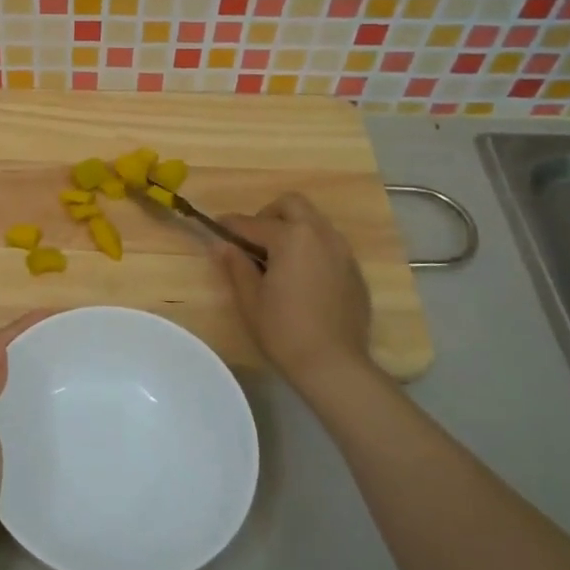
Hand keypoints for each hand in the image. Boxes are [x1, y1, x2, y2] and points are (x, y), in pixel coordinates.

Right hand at [216, 193, 375, 399]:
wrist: (334, 364)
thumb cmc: (284, 330)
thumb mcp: (250, 299)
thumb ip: (235, 265)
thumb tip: (222, 244)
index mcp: (291, 238)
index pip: (252, 223)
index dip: (230, 225)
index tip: (216, 228)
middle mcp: (320, 235)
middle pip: (292, 205)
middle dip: (269, 215)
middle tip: (254, 241)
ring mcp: (342, 251)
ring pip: (314, 222)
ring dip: (292, 229)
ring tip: (277, 259)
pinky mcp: (354, 270)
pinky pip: (328, 244)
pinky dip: (310, 248)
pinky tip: (301, 278)